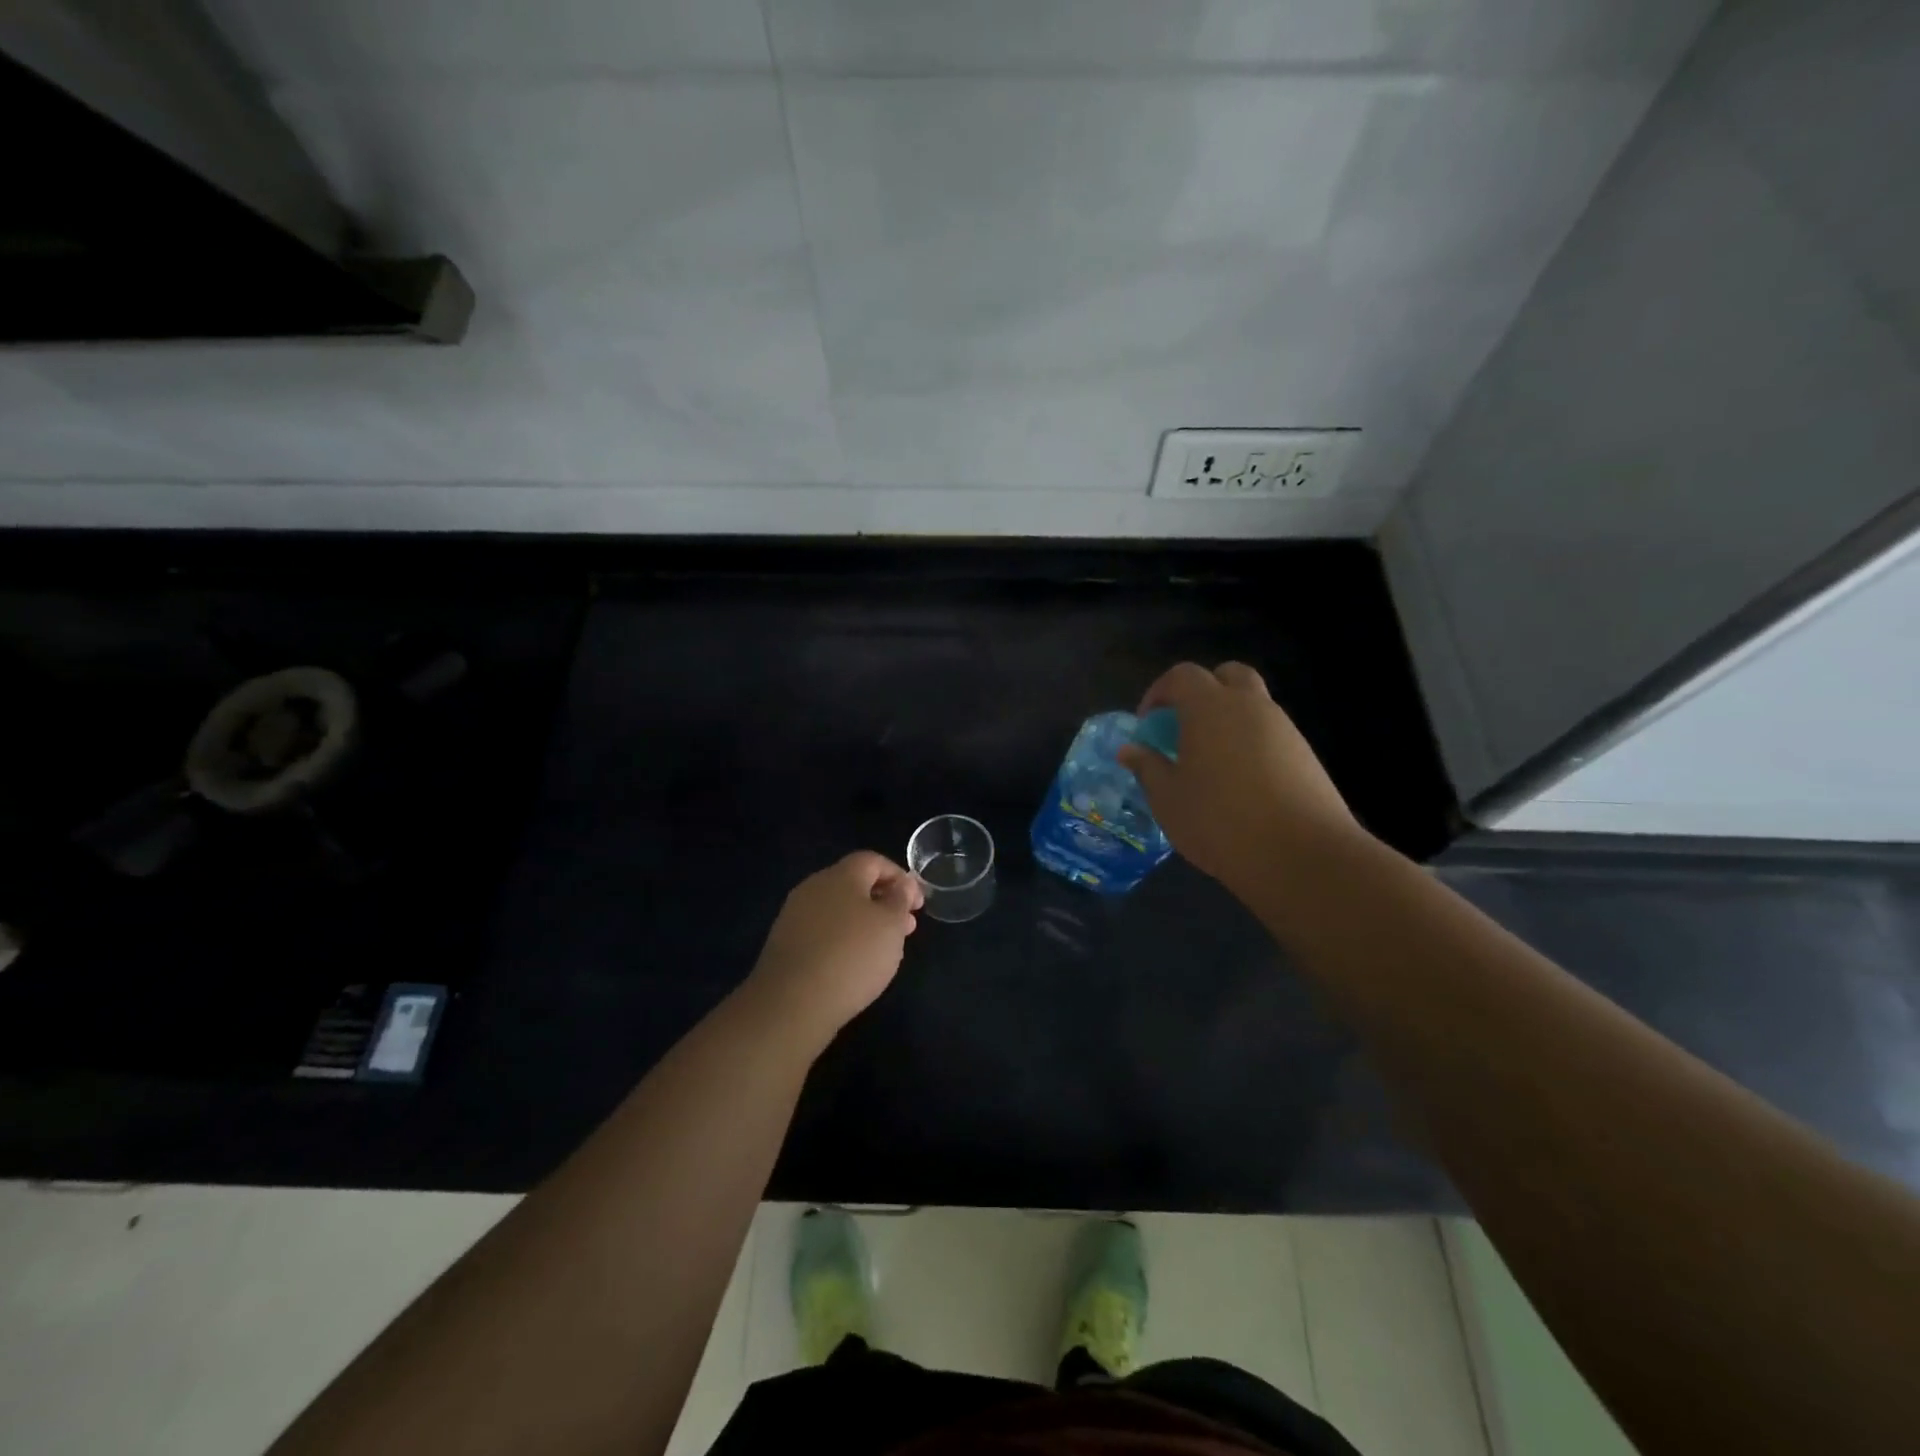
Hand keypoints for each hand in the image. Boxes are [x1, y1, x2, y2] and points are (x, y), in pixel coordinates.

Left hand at [745, 851, 923, 1041]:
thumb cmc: (852, 956)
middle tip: (906, 928)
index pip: (873, 861)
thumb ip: (900, 899)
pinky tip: (854, 965)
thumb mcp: (891, 925)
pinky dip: (843, 940)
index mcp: (840, 875)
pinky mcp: (785, 944)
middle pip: (854, 884)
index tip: (917, 904)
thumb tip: (901, 884)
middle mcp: (814, 888)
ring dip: (865, 922)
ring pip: (838, 910)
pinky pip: (822, 932)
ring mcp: (795, 916)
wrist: (791, 1003)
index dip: (899, 876)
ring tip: (884, 950)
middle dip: (884, 902)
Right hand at [1117, 662, 1365, 901]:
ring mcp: (1284, 728)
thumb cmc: (1220, 821)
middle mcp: (1250, 706)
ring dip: (1228, 719)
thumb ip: (1147, 767)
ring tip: (1209, 762)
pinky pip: (1270, 734)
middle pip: (1227, 675)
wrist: (1303, 855)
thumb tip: (1130, 749)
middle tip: (1183, 727)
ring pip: (1253, 704)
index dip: (1159, 692)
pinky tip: (1241, 783)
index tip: (1146, 724)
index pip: (1181, 675)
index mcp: (1210, 707)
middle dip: (1202, 691)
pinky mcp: (1305, 755)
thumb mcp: (1168, 799)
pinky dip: (1250, 743)